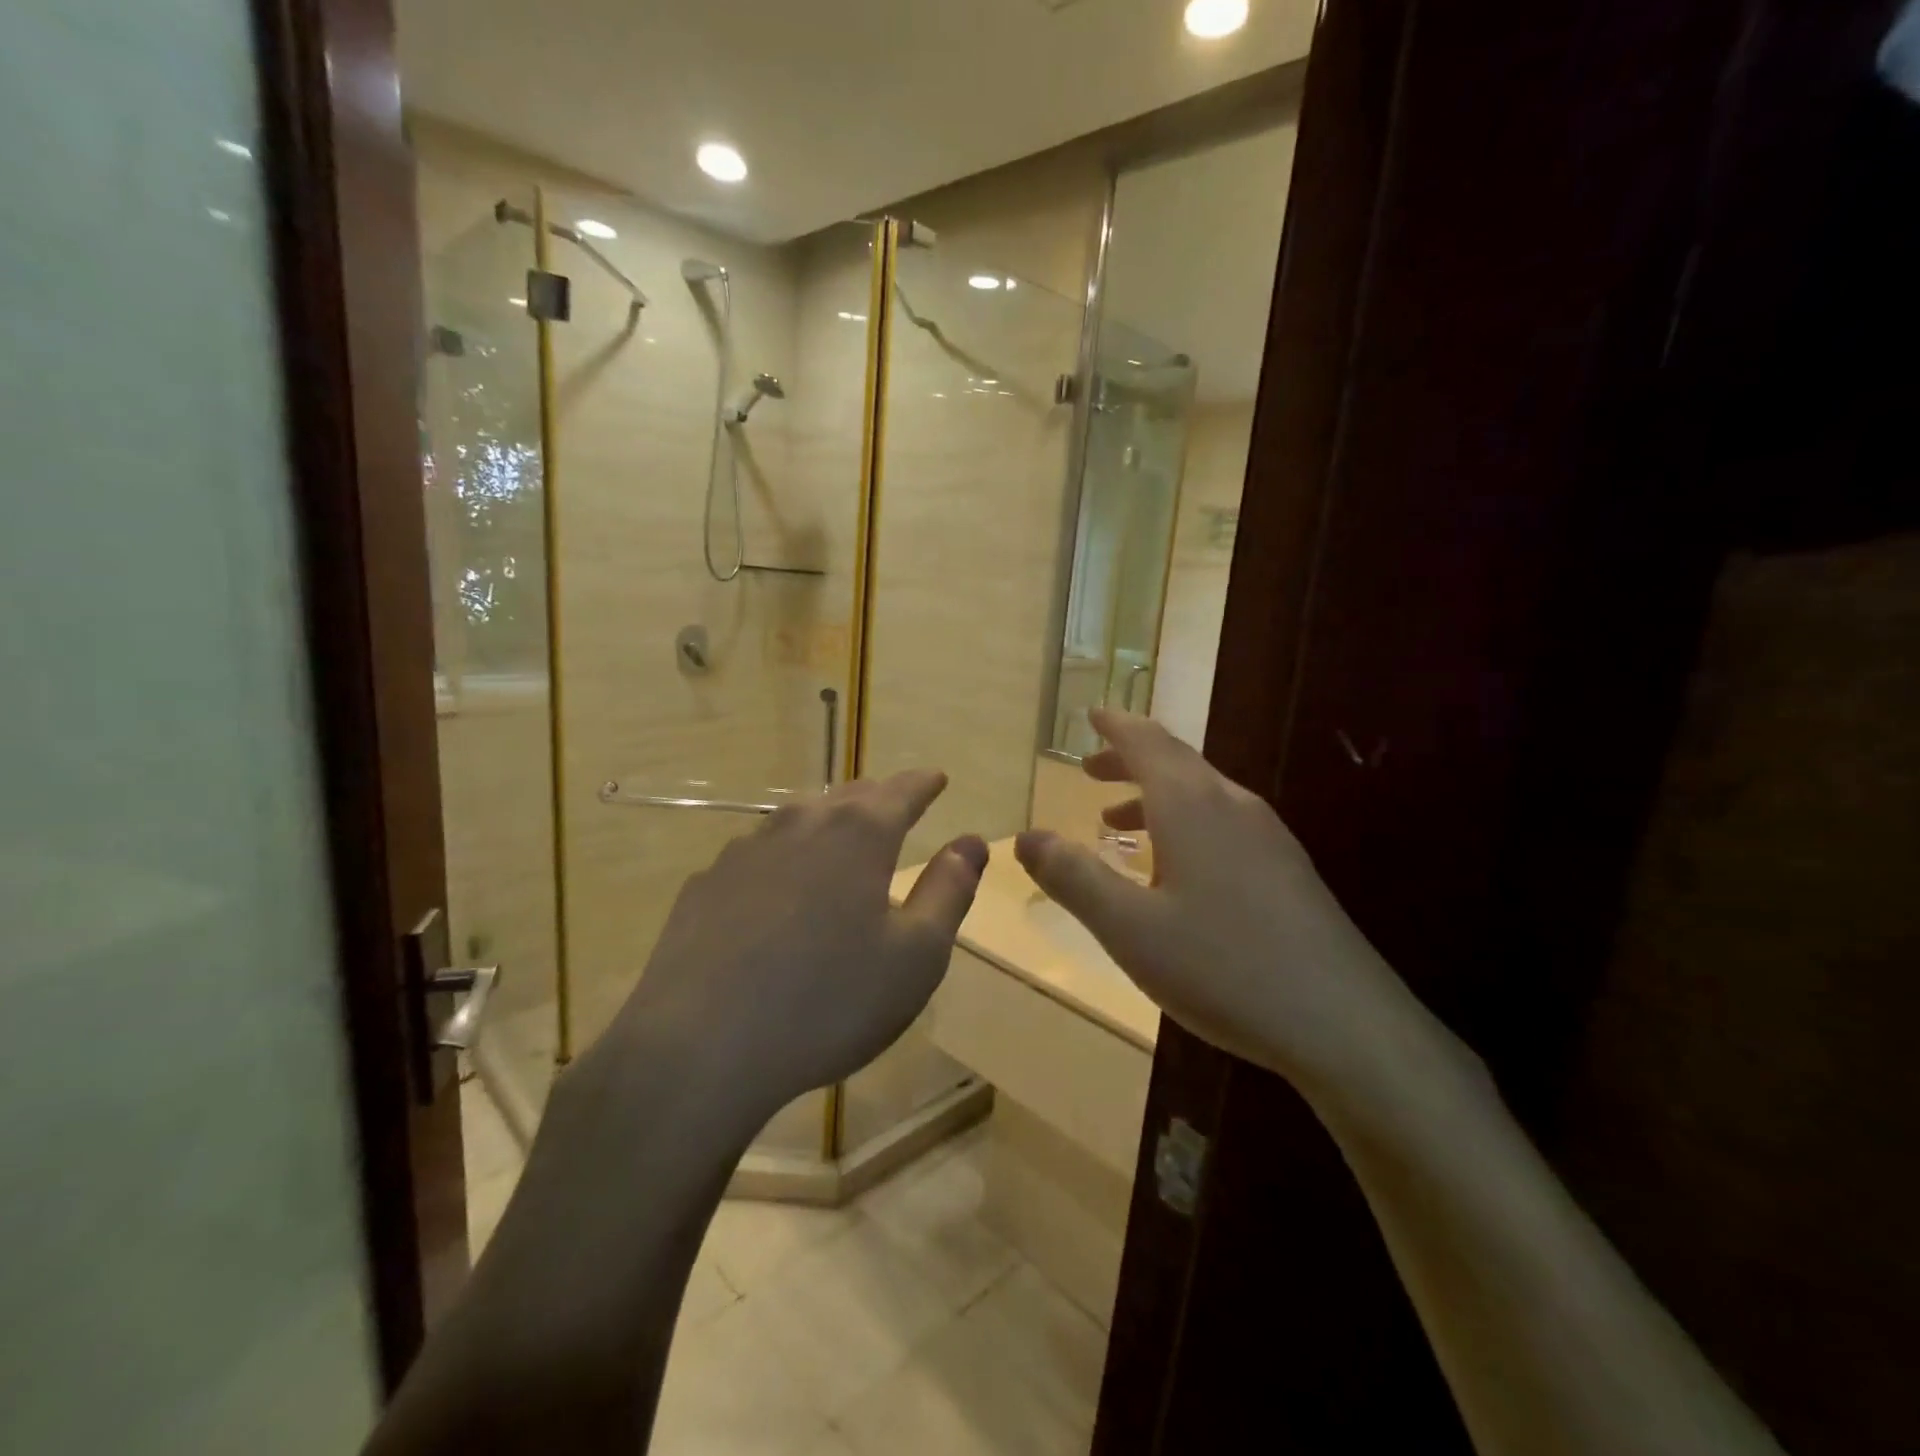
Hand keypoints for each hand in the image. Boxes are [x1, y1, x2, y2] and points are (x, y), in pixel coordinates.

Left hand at [587, 770, 988, 1126]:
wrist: (699, 1049)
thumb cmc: (828, 1001)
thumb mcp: (916, 956)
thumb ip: (949, 891)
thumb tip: (971, 842)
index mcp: (858, 834)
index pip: (902, 791)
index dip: (924, 783)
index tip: (937, 777)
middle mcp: (801, 825)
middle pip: (848, 797)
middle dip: (878, 797)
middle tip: (894, 803)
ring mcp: (745, 851)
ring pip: (799, 820)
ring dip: (827, 822)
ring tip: (840, 835)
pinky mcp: (705, 885)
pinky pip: (758, 856)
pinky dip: (783, 859)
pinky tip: (778, 889)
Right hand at [1015, 710, 1428, 1099]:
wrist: (1345, 1024)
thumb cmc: (1223, 967)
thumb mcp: (1129, 928)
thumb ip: (1073, 877)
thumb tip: (1025, 837)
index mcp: (1192, 805)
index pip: (1147, 741)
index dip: (1115, 725)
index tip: (1091, 714)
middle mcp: (1232, 806)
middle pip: (1175, 762)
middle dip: (1129, 760)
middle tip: (1090, 769)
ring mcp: (1268, 837)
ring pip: (1200, 795)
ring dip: (1154, 797)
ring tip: (1117, 823)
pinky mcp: (1287, 870)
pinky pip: (1222, 824)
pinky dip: (1183, 825)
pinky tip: (1174, 871)